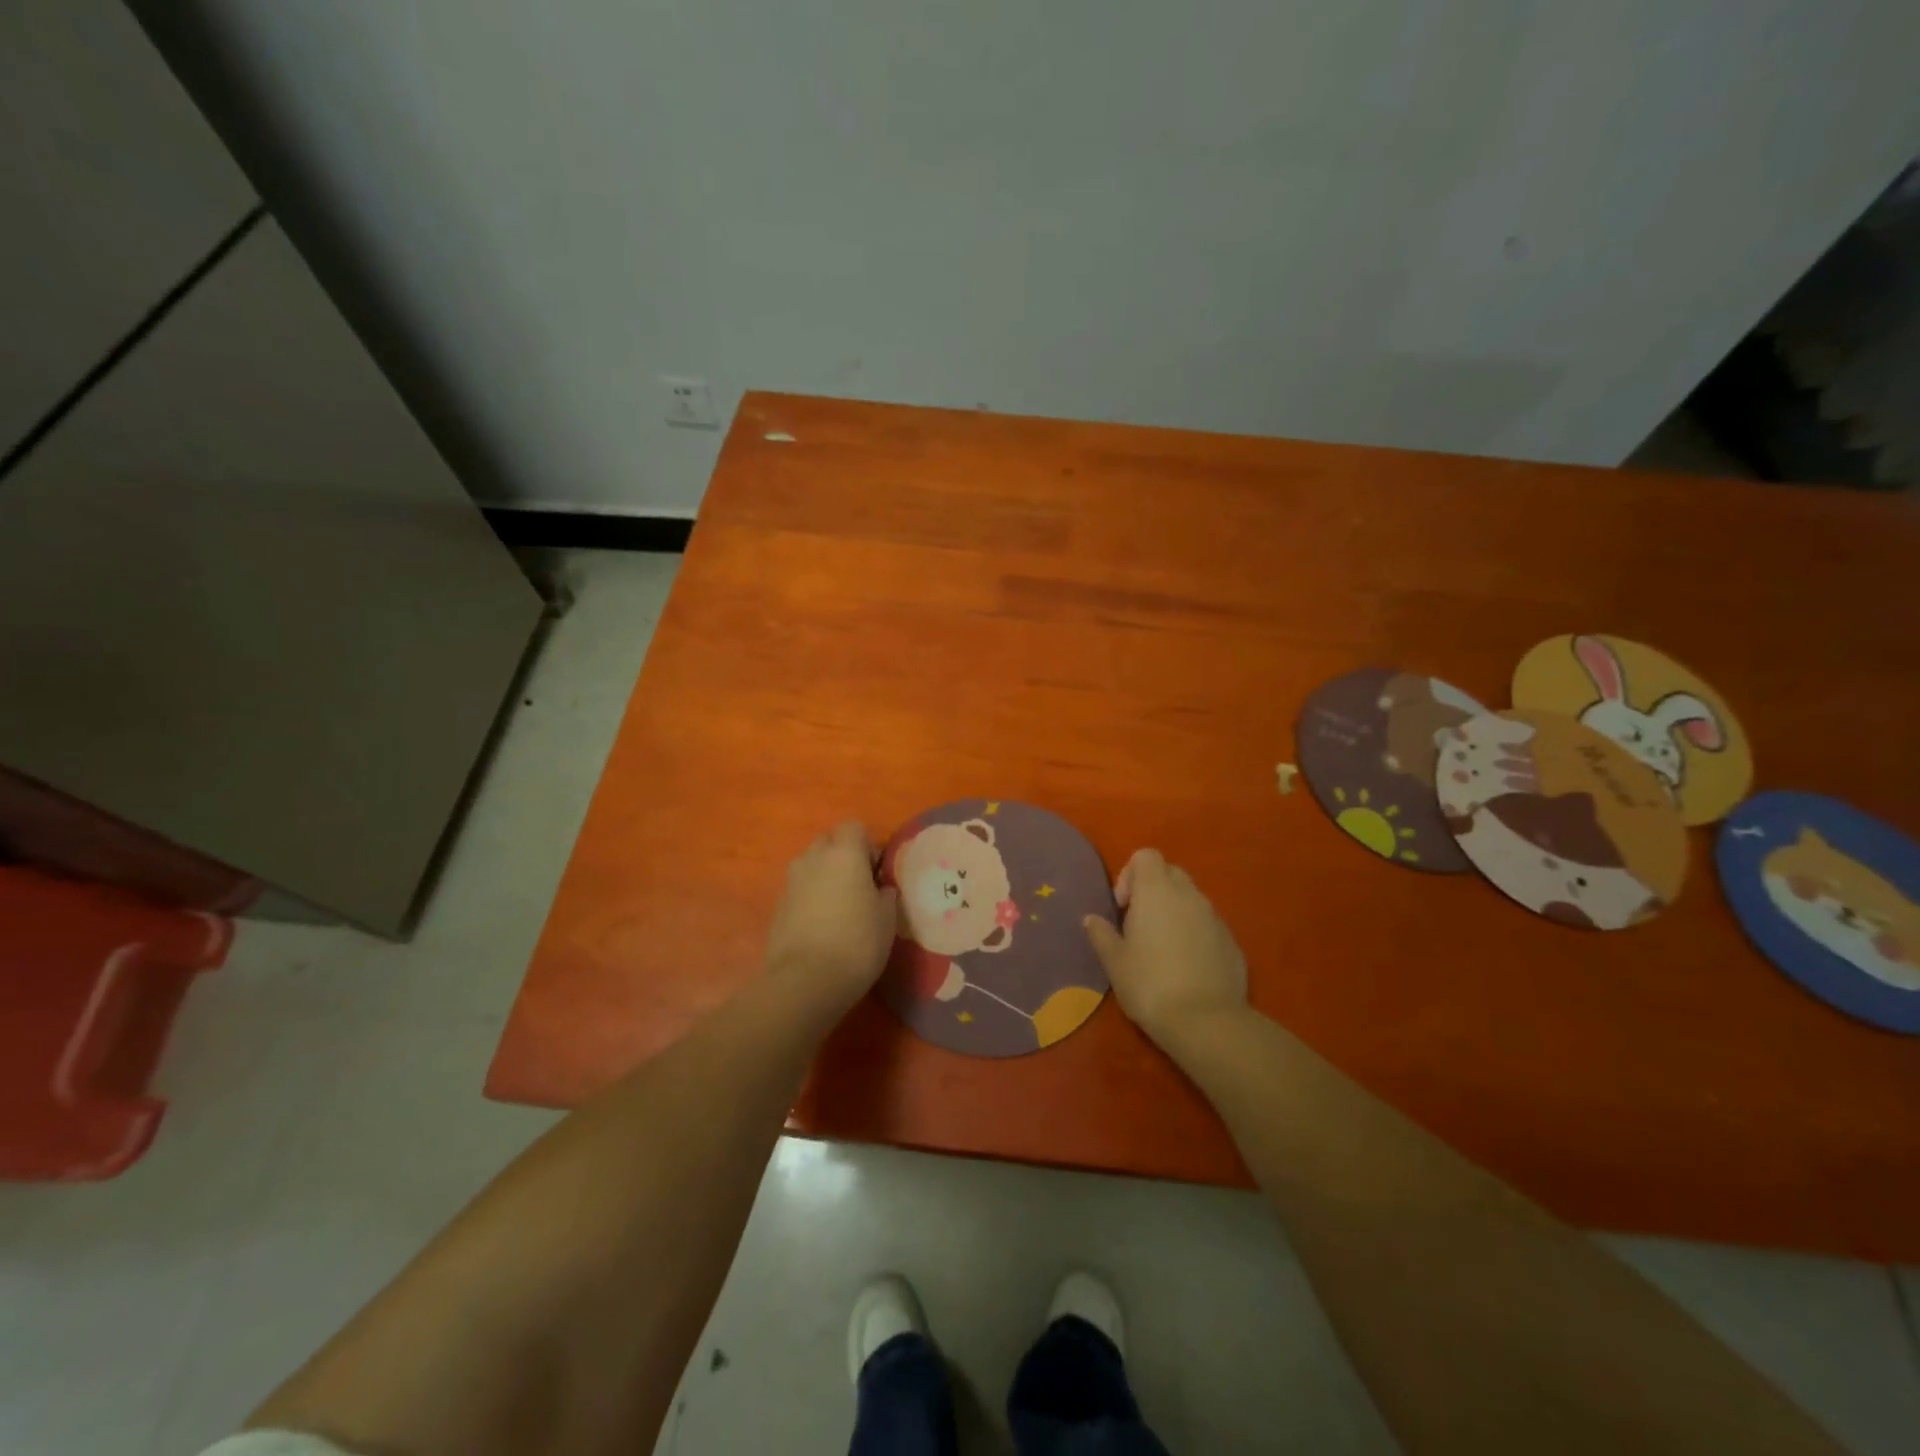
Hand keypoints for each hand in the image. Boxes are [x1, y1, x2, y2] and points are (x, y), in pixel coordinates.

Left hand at [764, 821, 898, 1018]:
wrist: (804, 980)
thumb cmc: (857, 943)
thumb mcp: (887, 918)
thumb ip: (885, 894)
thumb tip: (879, 888)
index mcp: (844, 854)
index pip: (853, 826)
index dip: (867, 844)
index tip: (876, 871)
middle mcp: (813, 858)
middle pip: (828, 841)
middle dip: (842, 854)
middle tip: (859, 885)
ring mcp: (791, 882)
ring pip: (810, 864)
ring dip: (824, 875)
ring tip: (839, 905)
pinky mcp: (777, 906)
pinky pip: (798, 889)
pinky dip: (809, 897)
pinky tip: (821, 925)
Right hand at [1084, 849, 1247, 1046]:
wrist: (1206, 1022)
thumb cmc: (1149, 984)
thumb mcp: (1114, 962)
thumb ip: (1101, 934)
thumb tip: (1091, 918)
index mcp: (1157, 891)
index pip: (1146, 855)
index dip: (1130, 874)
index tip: (1123, 908)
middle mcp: (1189, 895)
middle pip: (1170, 873)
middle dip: (1153, 890)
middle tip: (1139, 925)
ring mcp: (1215, 917)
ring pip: (1191, 900)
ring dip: (1174, 913)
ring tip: (1162, 949)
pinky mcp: (1233, 942)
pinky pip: (1208, 925)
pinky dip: (1195, 934)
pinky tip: (1186, 968)